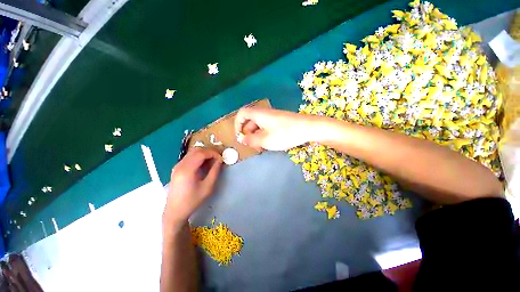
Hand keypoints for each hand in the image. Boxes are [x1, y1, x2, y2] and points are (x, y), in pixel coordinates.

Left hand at [164, 148, 222, 226]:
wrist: (175, 211)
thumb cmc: (192, 201)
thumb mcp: (207, 187)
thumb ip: (214, 171)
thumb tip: (220, 161)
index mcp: (187, 169)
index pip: (202, 153)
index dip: (213, 153)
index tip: (221, 159)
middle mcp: (180, 165)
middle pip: (196, 150)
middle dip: (209, 152)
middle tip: (218, 158)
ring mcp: (177, 166)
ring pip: (192, 152)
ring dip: (204, 154)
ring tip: (212, 161)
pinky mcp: (177, 168)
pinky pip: (189, 157)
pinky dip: (198, 157)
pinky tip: (203, 165)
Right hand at [234, 108, 316, 150]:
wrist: (308, 128)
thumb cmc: (285, 133)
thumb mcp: (265, 140)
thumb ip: (251, 140)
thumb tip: (242, 139)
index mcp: (258, 114)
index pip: (241, 114)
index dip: (237, 124)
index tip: (240, 137)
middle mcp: (264, 113)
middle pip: (250, 121)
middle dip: (248, 134)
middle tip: (252, 146)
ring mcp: (273, 117)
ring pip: (259, 125)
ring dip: (257, 136)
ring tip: (261, 147)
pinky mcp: (279, 121)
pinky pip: (267, 127)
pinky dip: (264, 135)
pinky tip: (269, 143)